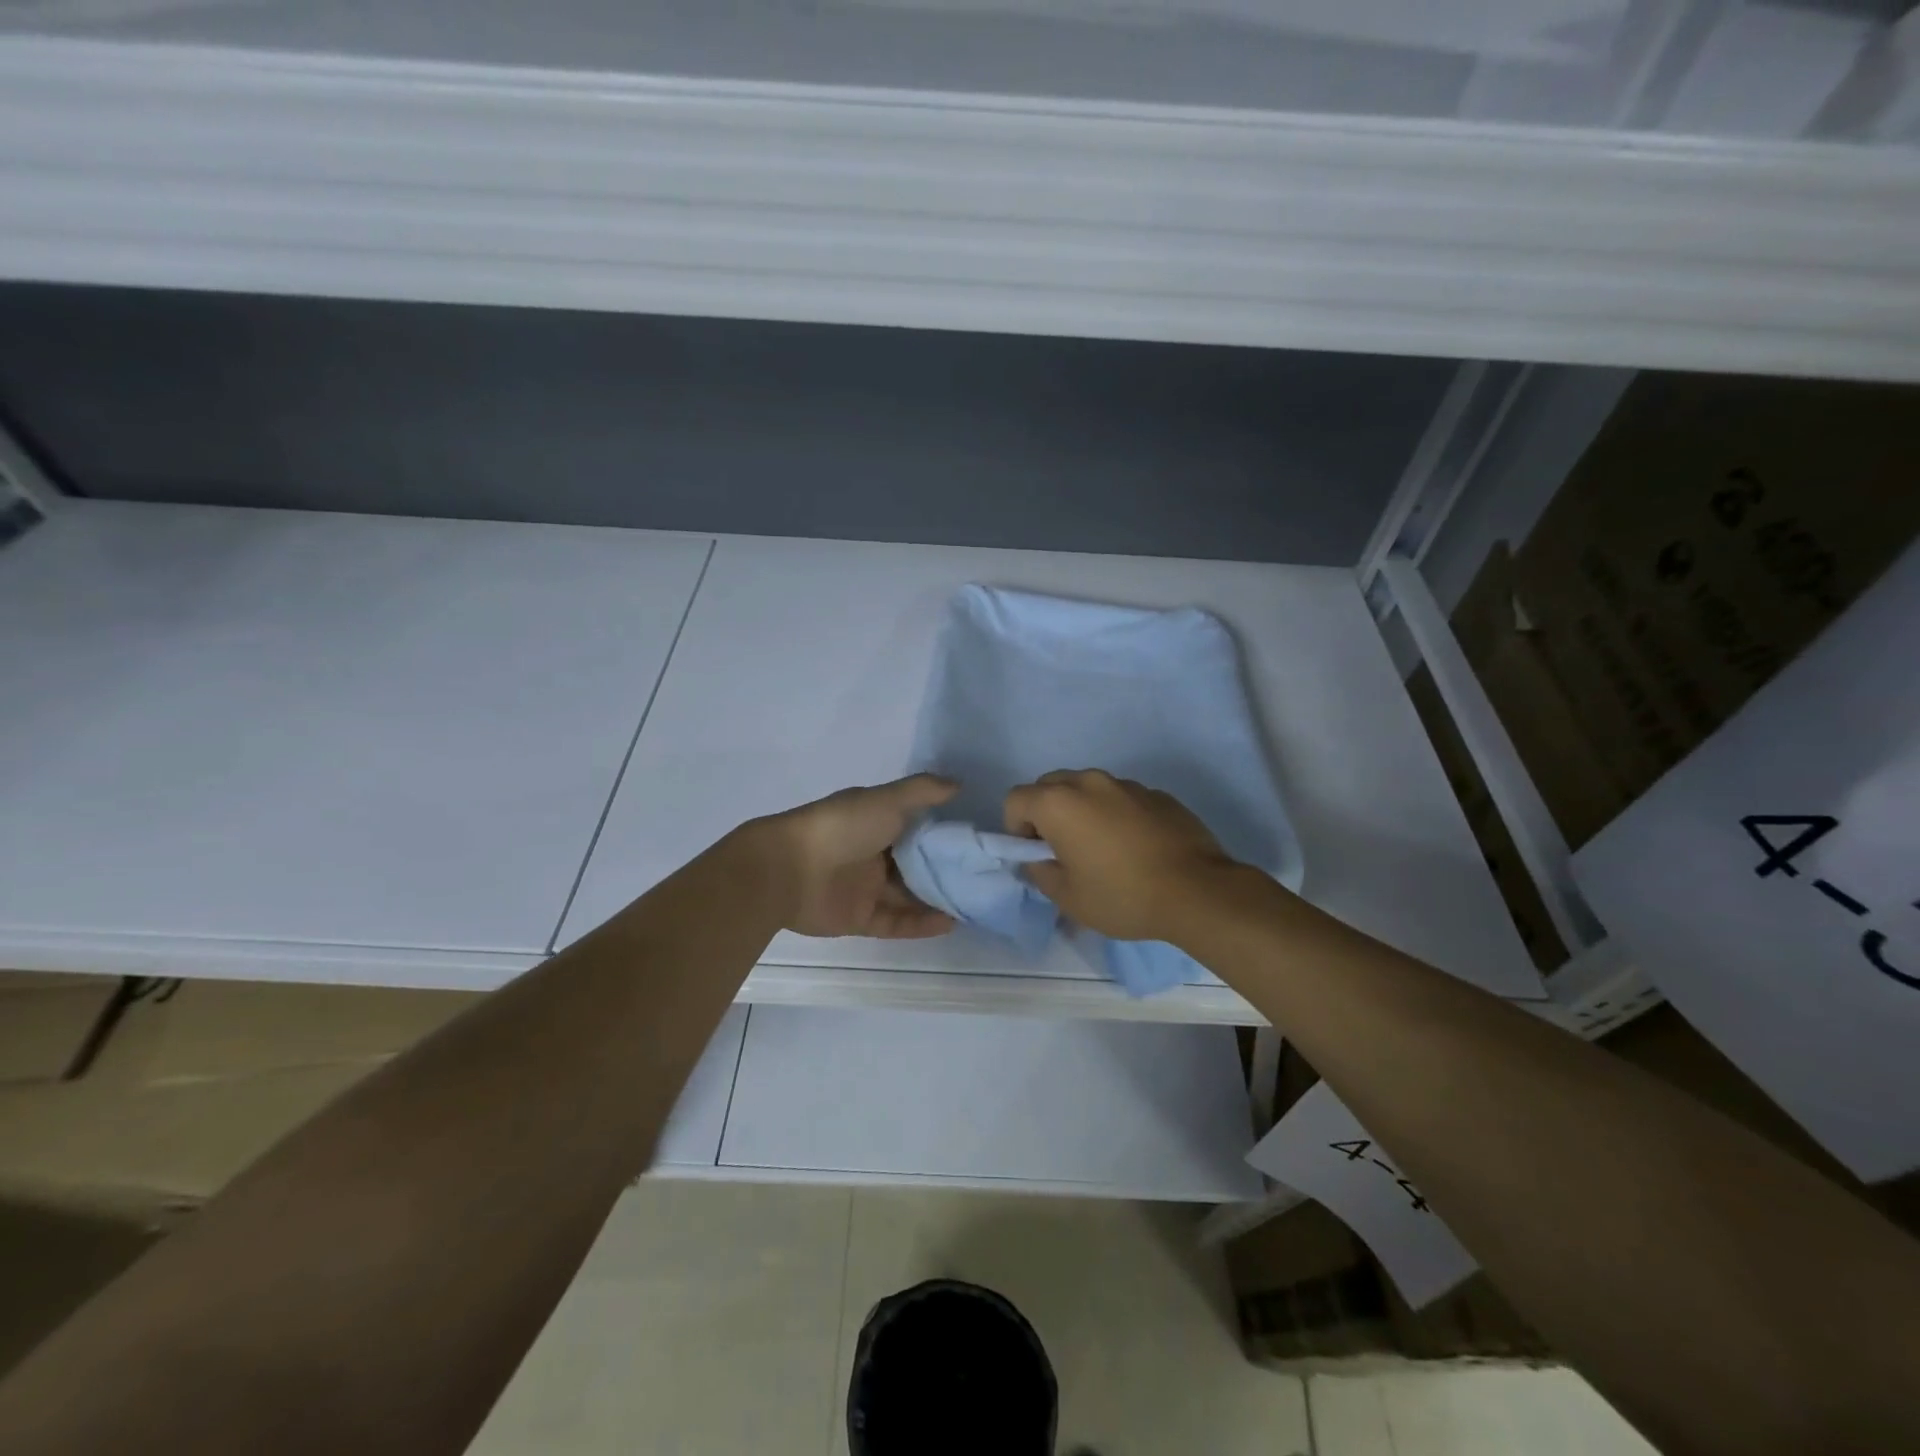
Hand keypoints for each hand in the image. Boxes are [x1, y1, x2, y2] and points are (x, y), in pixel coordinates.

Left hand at [752, 775, 959, 938]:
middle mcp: (873, 854)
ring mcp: (865, 888)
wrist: (787, 869)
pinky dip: (920, 923)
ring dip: (938, 901)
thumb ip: (923, 791)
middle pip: (916, 865)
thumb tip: (960, 785)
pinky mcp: (858, 918)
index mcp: (877, 822)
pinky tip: (950, 923)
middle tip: (984, 879)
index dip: (946, 835)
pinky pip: (895, 922)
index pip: (919, 829)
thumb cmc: (842, 827)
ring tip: (973, 905)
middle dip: (946, 872)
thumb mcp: (886, 800)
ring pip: (909, 896)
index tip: (978, 841)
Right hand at [1003, 769, 1242, 942]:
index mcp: (1059, 803)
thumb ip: (1041, 872)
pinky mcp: (1157, 794)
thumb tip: (1039, 860)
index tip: (1036, 855)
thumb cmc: (1122, 895)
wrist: (1197, 891)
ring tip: (1103, 849)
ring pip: (1088, 789)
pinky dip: (1117, 815)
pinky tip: (1136, 848)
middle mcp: (1089, 782)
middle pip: (1050, 786)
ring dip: (1083, 811)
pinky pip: (1121, 798)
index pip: (1015, 799)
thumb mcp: (1069, 898)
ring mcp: (1127, 784)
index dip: (1016, 828)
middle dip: (1046, 813)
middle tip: (1064, 850)